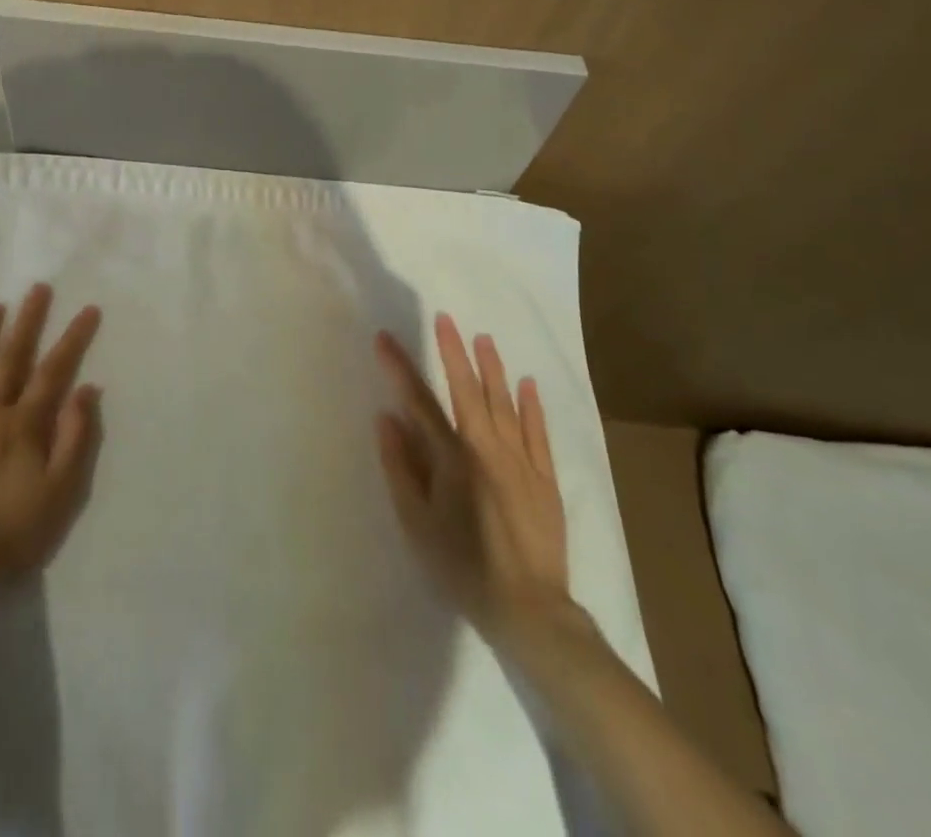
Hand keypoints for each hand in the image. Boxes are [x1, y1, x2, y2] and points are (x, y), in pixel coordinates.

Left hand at [0, 284, 103, 604]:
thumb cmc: (15, 528)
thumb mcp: (61, 490)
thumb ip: (74, 437)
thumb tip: (86, 389)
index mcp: (24, 422)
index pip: (54, 369)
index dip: (73, 338)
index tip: (88, 309)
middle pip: (12, 357)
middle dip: (27, 320)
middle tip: (37, 288)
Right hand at [375, 314, 581, 651]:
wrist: (530, 610)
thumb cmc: (462, 567)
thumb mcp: (416, 523)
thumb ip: (400, 467)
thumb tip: (387, 418)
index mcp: (453, 458)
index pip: (420, 402)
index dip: (400, 368)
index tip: (385, 339)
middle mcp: (488, 449)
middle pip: (468, 391)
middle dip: (453, 352)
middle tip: (444, 318)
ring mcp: (522, 462)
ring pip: (505, 404)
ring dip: (493, 369)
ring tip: (484, 338)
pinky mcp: (545, 479)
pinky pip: (538, 433)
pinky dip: (532, 407)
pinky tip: (527, 384)